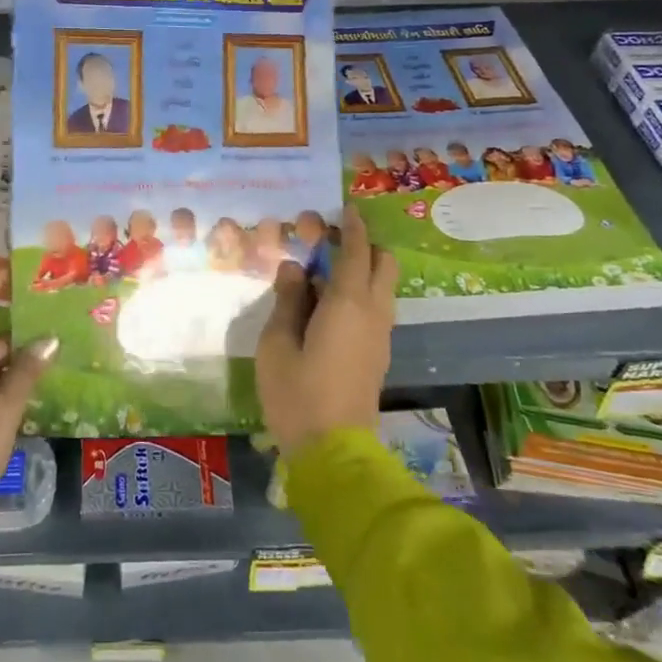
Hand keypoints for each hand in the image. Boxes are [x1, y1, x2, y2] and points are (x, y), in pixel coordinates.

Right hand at [255, 206, 396, 455]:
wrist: (334, 453)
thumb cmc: (297, 394)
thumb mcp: (276, 343)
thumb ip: (287, 300)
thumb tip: (295, 268)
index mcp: (347, 303)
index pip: (357, 252)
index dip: (353, 226)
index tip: (346, 208)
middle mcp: (373, 313)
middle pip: (384, 264)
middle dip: (365, 245)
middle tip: (331, 242)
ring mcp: (380, 336)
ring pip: (384, 287)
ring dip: (364, 270)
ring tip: (325, 274)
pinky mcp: (378, 355)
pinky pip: (377, 308)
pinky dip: (362, 293)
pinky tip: (330, 306)